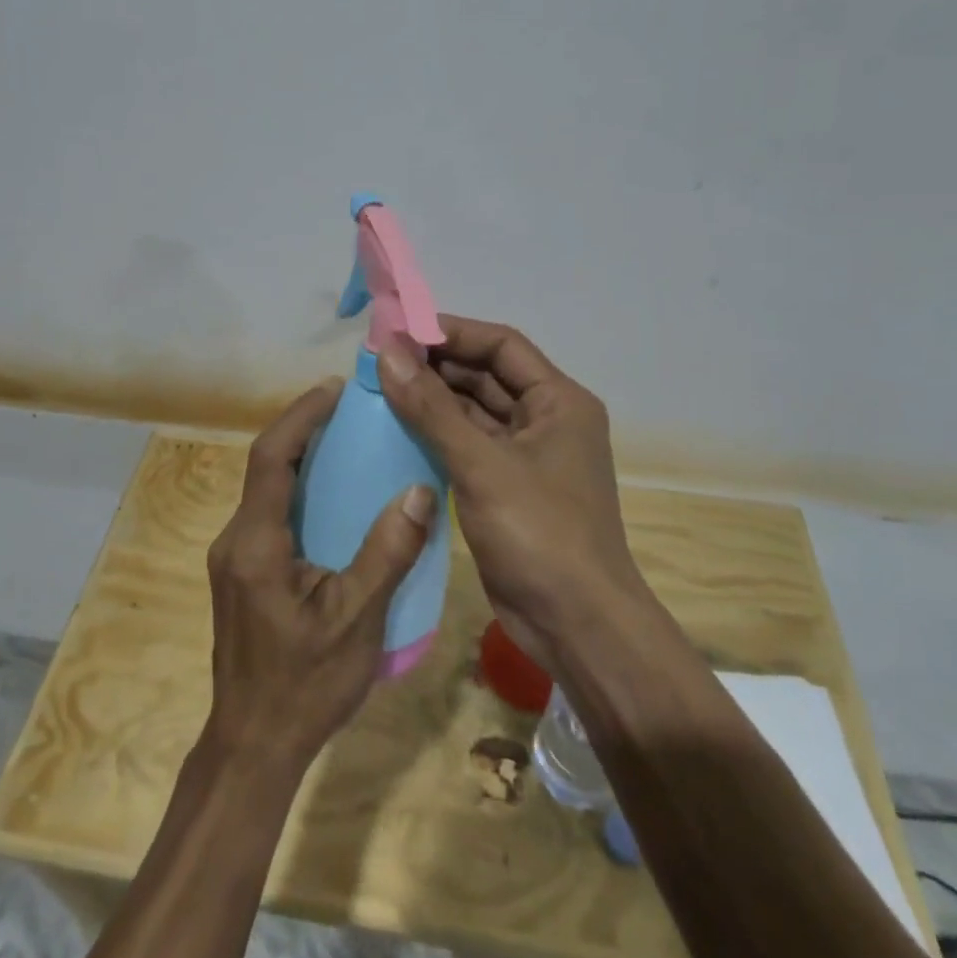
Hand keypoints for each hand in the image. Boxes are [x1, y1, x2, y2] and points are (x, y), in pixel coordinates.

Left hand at [204, 377, 434, 771]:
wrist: (252, 747)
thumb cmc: (304, 686)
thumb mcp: (356, 621)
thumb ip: (387, 553)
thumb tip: (419, 490)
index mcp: (256, 543)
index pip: (270, 458)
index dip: (300, 416)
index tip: (334, 389)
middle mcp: (236, 540)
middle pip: (265, 467)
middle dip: (303, 430)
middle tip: (350, 410)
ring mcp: (234, 558)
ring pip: (266, 491)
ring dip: (301, 460)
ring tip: (348, 443)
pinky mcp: (243, 574)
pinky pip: (270, 515)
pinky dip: (299, 492)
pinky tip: (335, 500)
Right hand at [377, 316, 646, 677]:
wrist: (576, 626)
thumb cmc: (540, 533)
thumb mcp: (482, 464)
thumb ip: (431, 407)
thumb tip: (386, 352)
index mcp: (559, 401)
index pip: (501, 345)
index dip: (451, 332)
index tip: (399, 330)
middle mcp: (546, 420)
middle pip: (486, 376)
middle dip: (435, 366)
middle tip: (380, 360)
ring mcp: (526, 456)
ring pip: (473, 412)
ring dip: (432, 400)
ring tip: (380, 387)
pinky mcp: (506, 488)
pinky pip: (467, 446)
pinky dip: (436, 435)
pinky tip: (396, 429)